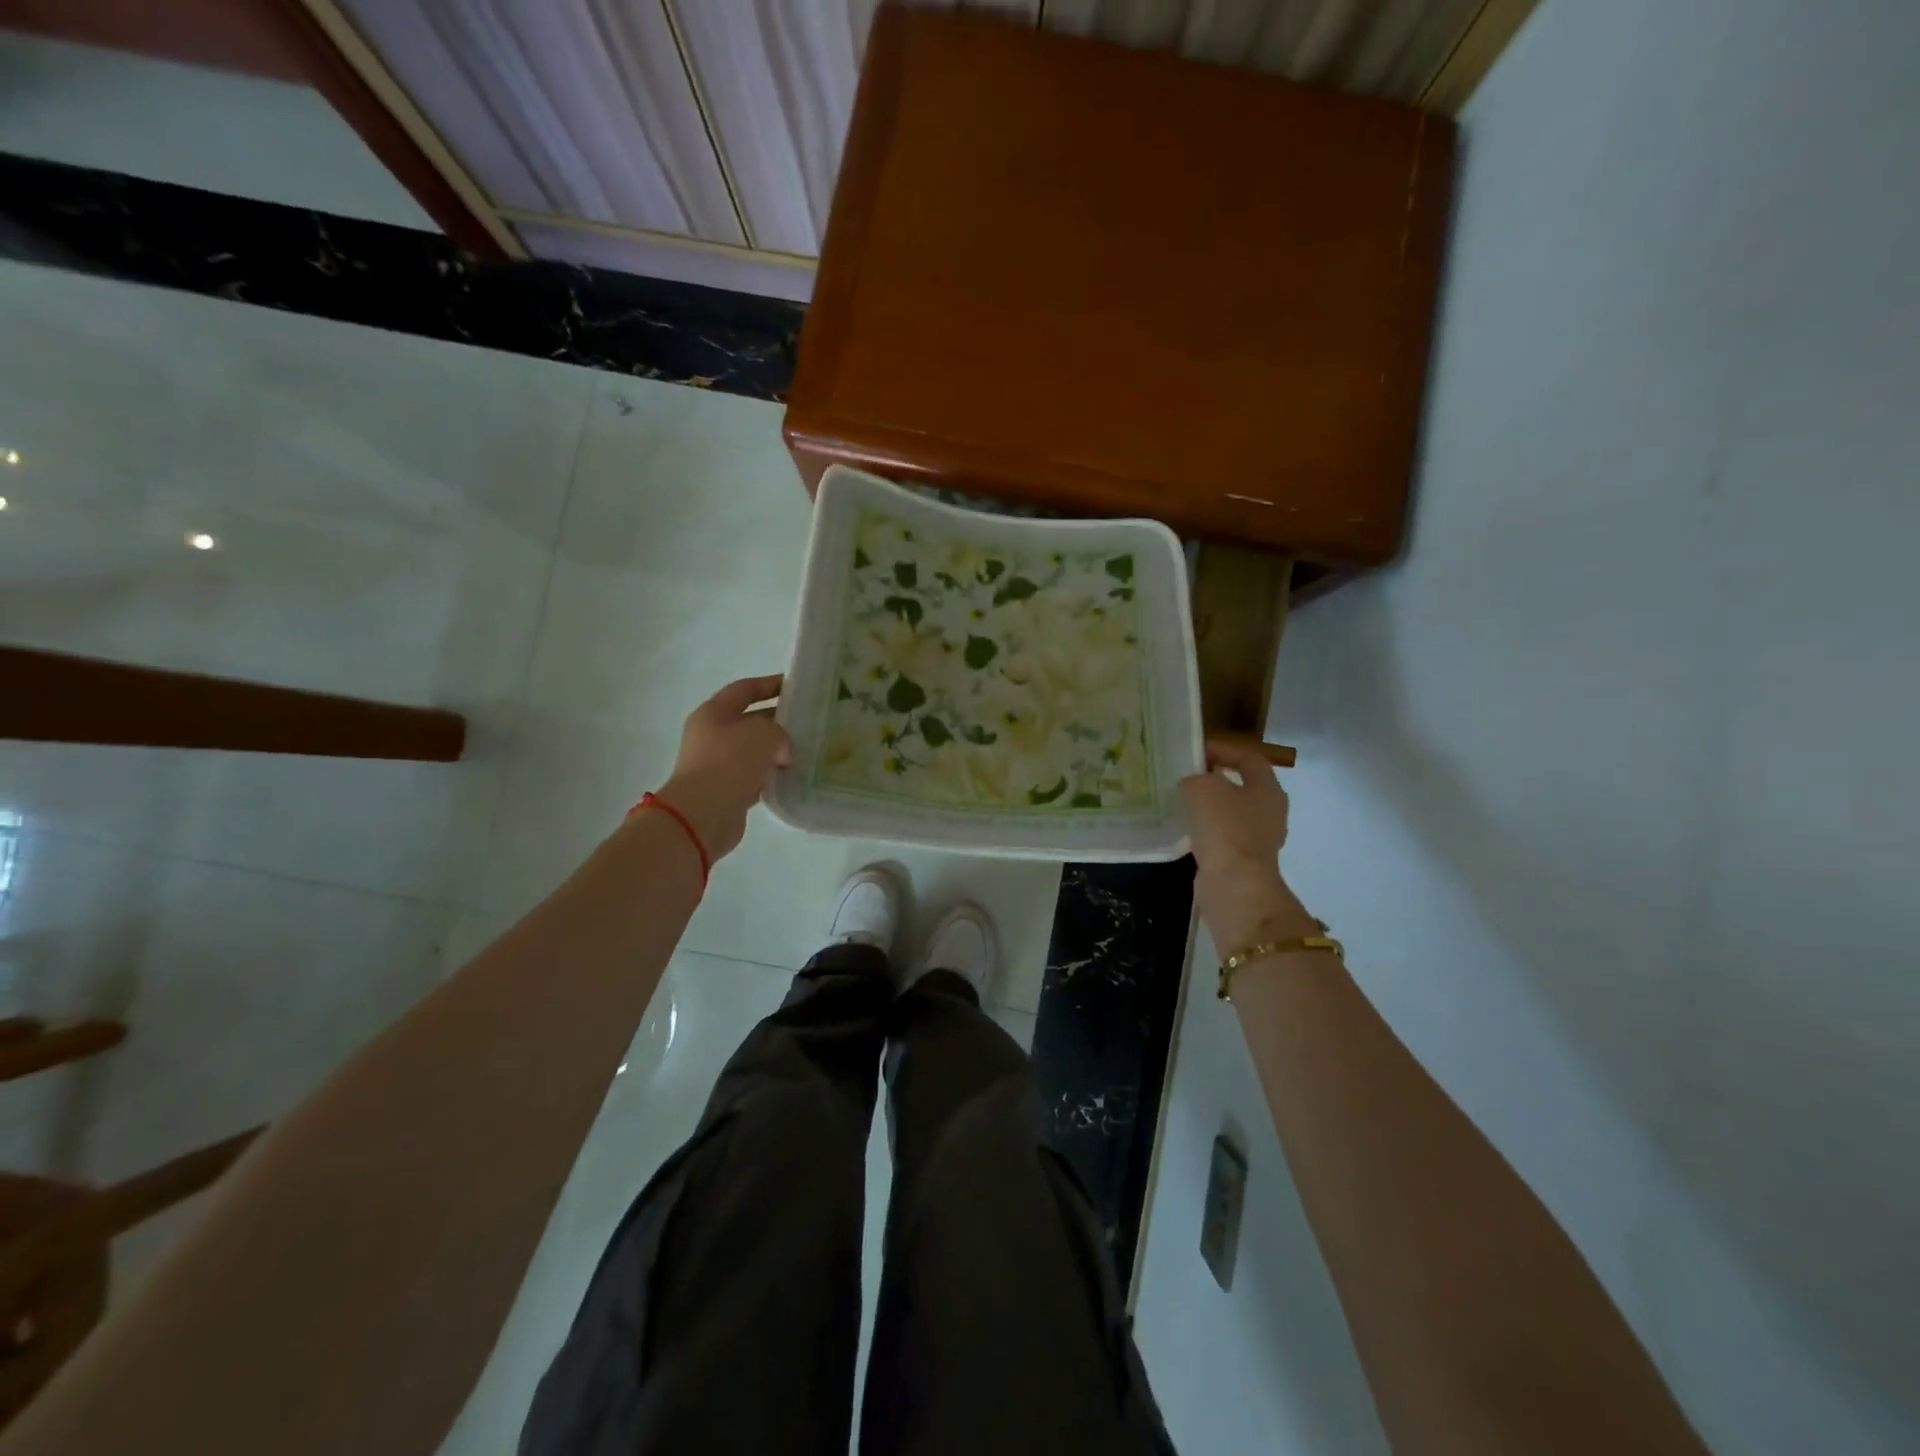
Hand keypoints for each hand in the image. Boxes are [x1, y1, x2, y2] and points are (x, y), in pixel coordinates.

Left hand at [656, 674, 791, 860]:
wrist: (703, 814)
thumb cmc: (729, 762)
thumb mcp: (763, 734)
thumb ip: (779, 732)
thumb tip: (782, 752)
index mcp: (713, 713)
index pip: (744, 690)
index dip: (770, 684)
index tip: (796, 686)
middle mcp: (712, 736)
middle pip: (750, 720)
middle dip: (778, 721)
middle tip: (809, 723)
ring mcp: (718, 764)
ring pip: (755, 751)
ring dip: (777, 751)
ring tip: (806, 751)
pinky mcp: (727, 791)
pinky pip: (755, 777)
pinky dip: (772, 777)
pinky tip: (793, 778)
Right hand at [1180, 739, 1316, 948]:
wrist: (1234, 884)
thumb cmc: (1225, 828)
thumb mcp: (1203, 788)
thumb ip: (1196, 777)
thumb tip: (1192, 784)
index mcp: (1268, 788)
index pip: (1248, 757)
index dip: (1222, 749)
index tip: (1195, 752)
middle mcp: (1269, 811)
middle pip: (1241, 785)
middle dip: (1214, 779)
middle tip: (1186, 776)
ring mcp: (1258, 838)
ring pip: (1231, 812)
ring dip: (1208, 807)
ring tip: (1181, 802)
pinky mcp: (1243, 860)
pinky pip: (1222, 836)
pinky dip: (1205, 831)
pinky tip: (1185, 830)